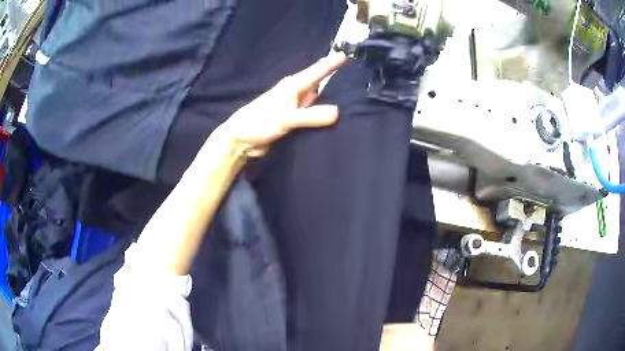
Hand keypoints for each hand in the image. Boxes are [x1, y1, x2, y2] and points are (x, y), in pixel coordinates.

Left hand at [217, 52, 346, 156]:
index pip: (315, 72)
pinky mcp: (295, 122)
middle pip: (319, 84)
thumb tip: (337, 112)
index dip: (330, 64)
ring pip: (318, 100)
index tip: (344, 55)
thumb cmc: (257, 123)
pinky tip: (336, 119)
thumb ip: (308, 116)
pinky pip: (313, 116)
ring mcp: (295, 108)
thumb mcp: (283, 119)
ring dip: (331, 99)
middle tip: (356, 78)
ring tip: (353, 97)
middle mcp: (296, 95)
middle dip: (335, 79)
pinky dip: (323, 116)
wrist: (241, 141)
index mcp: (292, 87)